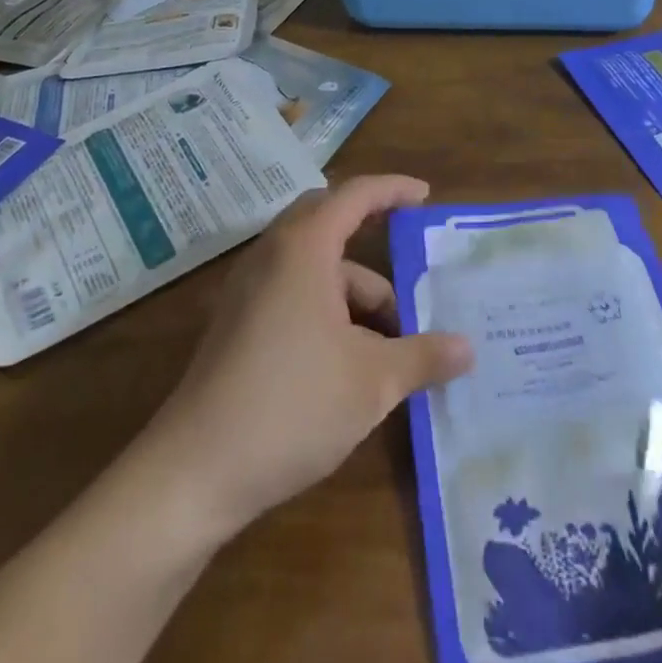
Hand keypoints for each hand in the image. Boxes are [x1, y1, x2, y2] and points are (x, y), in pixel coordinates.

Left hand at [144, 175, 473, 540]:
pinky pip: (294, 293)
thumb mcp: (372, 382)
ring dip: (355, 293)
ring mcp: (249, 290)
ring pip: (315, 268)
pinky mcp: (238, 324)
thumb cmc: (291, 406)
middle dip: (373, 239)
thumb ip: (423, 356)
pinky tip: (354, 359)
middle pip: (329, 223)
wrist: (193, 472)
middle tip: (412, 261)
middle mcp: (272, 255)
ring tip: (396, 341)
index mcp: (304, 248)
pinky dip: (330, 310)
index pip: (355, 195)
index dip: (393, 189)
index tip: (425, 196)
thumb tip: (468, 348)